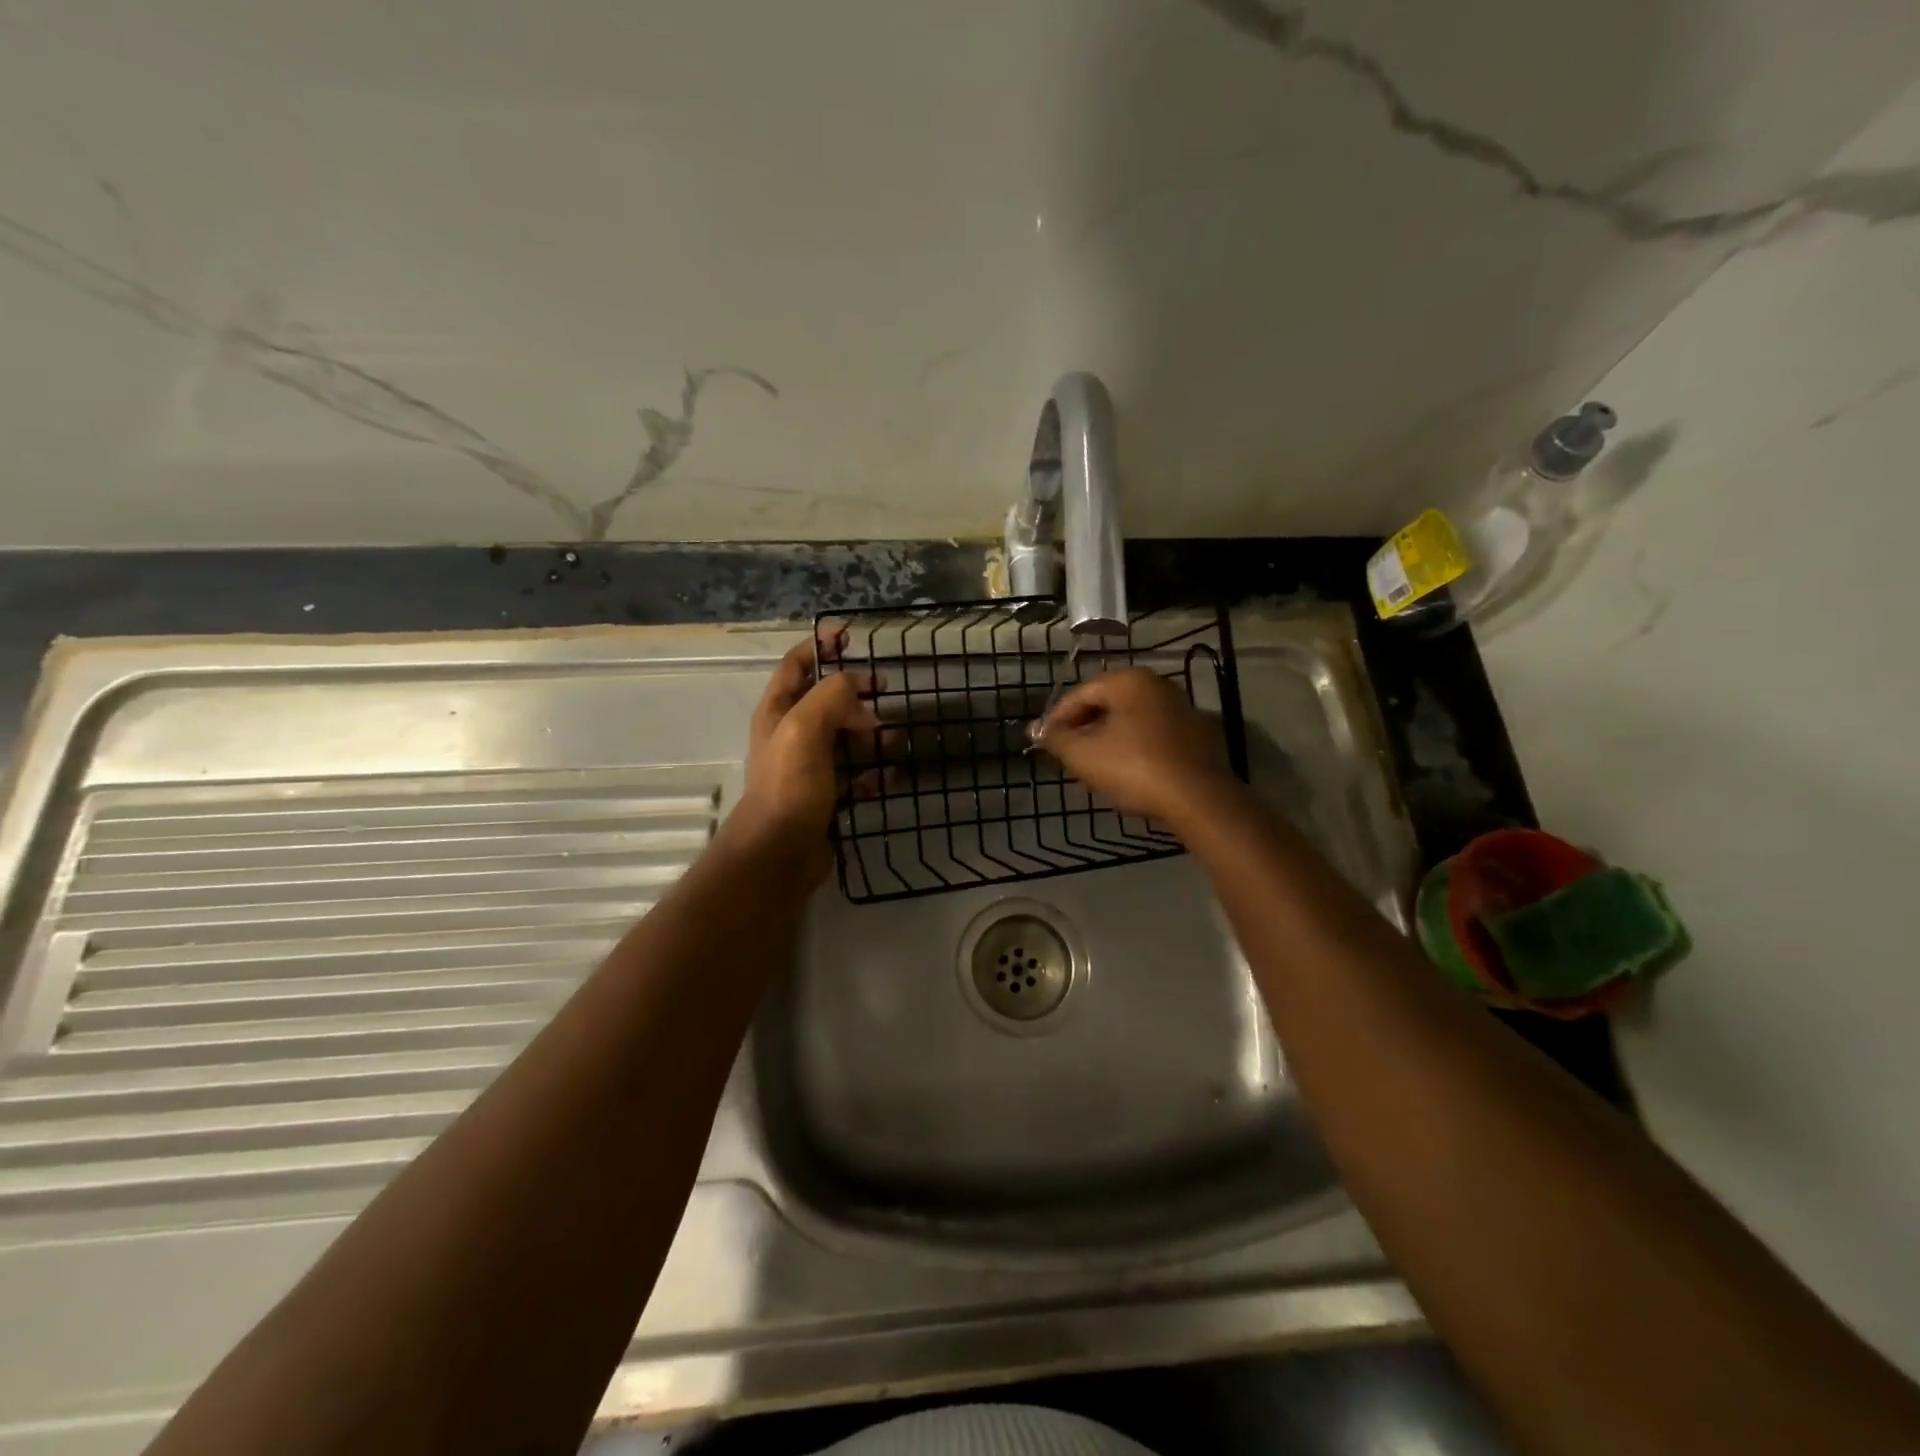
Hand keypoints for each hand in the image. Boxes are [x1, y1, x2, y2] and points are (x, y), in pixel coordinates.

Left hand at [723, 631, 881, 881]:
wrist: (780, 854)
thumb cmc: (789, 787)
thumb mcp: (805, 729)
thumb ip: (831, 697)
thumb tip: (859, 693)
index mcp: (778, 712)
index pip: (796, 665)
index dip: (820, 646)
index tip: (850, 638)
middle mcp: (791, 735)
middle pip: (826, 700)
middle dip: (855, 693)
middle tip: (884, 691)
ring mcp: (809, 767)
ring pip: (845, 738)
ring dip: (870, 733)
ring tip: (894, 738)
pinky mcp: (826, 796)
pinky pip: (855, 776)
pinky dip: (872, 772)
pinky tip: (888, 776)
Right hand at [1031, 666, 1238, 824]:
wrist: (1197, 798)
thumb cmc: (1134, 768)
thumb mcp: (1083, 755)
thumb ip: (1056, 739)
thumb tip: (1036, 730)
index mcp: (1129, 680)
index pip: (1080, 694)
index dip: (1055, 719)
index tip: (1042, 742)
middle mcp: (1157, 685)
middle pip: (1105, 704)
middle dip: (1081, 728)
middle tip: (1065, 754)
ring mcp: (1180, 708)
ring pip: (1128, 720)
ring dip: (1105, 738)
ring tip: (1090, 764)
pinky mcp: (1194, 734)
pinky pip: (1150, 734)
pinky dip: (1131, 746)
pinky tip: (1122, 770)